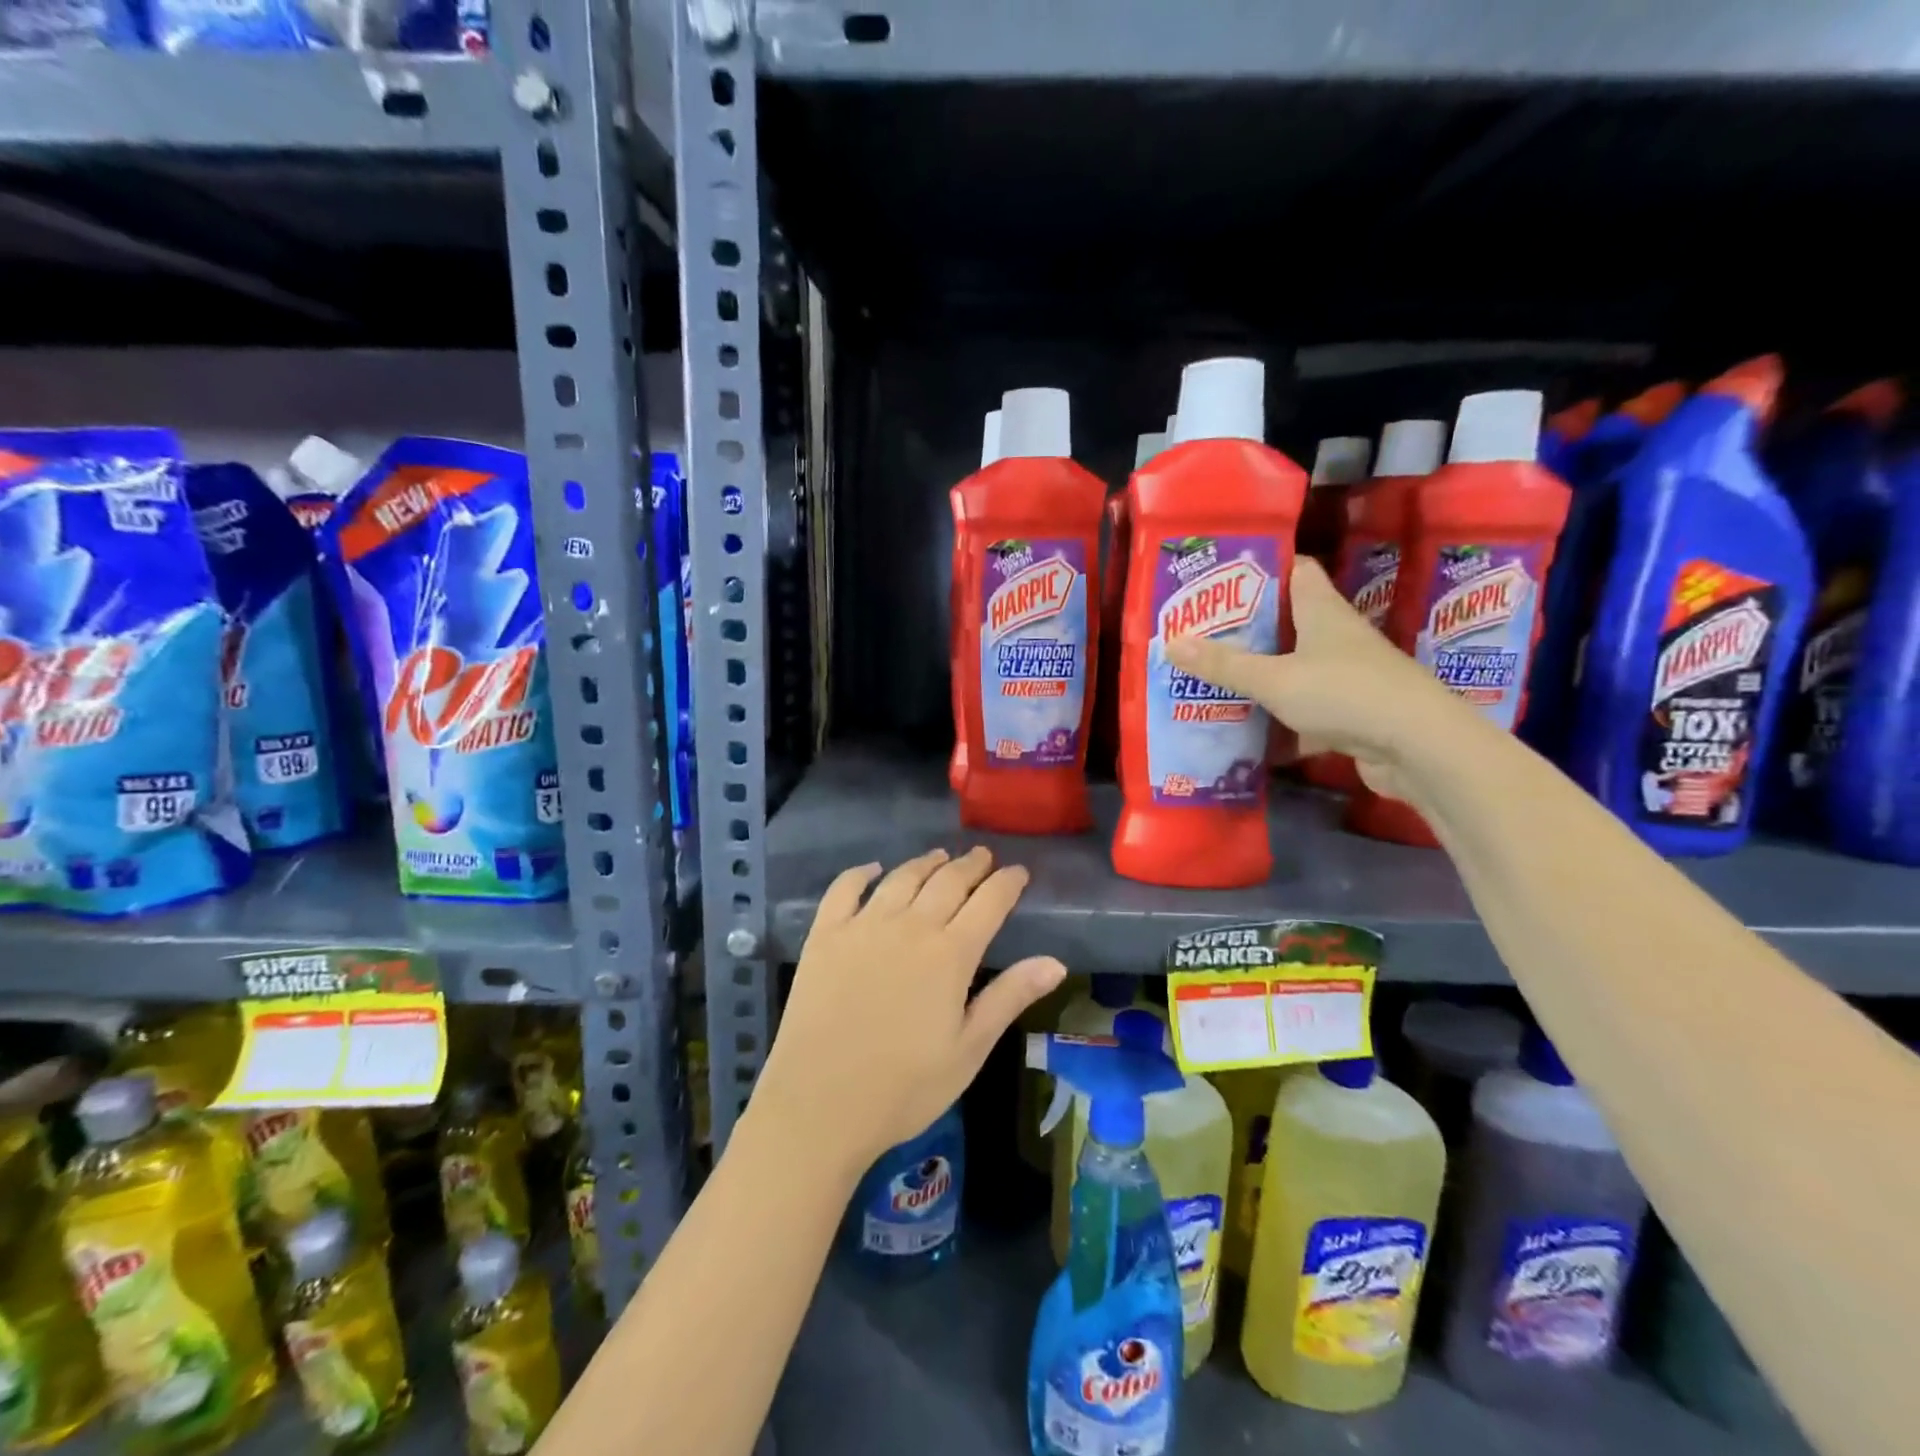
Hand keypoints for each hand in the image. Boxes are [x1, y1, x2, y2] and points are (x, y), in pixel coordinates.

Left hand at [751, 847, 1066, 1177]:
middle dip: (971, 865)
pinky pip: (844, 888)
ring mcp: (863, 926)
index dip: (1007, 883)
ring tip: (940, 857)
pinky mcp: (825, 935)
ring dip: (926, 863)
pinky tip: (874, 870)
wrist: (820, 1104)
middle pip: (947, 881)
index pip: (989, 902)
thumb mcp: (969, 1049)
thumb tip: (1056, 962)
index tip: (1019, 871)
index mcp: (950, 954)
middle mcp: (910, 926)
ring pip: (902, 878)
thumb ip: (1010, 997)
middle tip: (984, 856)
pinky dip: (862, 873)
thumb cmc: (905, 1087)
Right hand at [1166, 556, 1480, 802]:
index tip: (1222, 575)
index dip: (1262, 567)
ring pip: (1296, 668)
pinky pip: (1306, 710)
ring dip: (1262, 675)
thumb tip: (1171, 642)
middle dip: (1248, 628)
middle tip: (1202, 633)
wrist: (1419, 747)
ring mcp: (1348, 676)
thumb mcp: (1274, 679)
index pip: (1296, 570)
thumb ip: (1224, 665)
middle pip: (1290, 622)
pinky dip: (1280, 721)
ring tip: (1214, 679)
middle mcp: (1338, 637)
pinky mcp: (1352, 714)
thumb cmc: (1345, 693)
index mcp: (1323, 611)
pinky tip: (1249, 734)